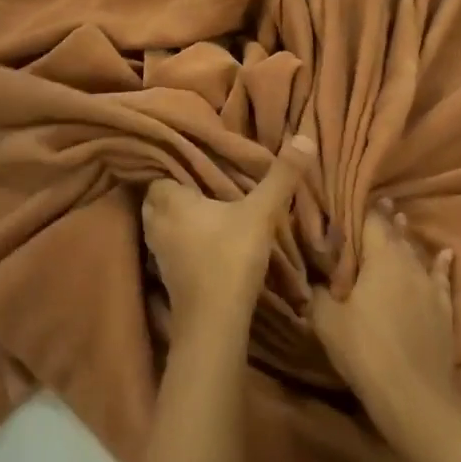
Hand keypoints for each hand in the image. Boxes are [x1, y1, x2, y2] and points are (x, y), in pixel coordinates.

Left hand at [141, 134, 314, 339]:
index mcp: (168, 199)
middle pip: (158, 196)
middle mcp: (155, 222)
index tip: (195, 156)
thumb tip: (304, 137)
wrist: (213, 324)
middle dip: (176, 189)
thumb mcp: (260, 213)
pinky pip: (169, 245)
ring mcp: (157, 251)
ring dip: (178, 216)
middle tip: (203, 180)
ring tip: (205, 207)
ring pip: (162, 222)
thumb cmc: (230, 258)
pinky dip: (182, 239)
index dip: (174, 163)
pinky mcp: (165, 275)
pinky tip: (204, 239)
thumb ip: (281, 176)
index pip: (159, 170)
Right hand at [311, 200, 458, 434]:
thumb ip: (316, 293)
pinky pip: (441, 277)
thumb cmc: (366, 351)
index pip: (370, 220)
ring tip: (400, 219)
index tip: (348, 198)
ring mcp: (429, 285)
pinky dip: (441, 264)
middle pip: (394, 232)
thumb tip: (310, 278)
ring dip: (405, 237)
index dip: (359, 208)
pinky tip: (447, 254)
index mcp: (380, 257)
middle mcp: (407, 262)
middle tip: (374, 204)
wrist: (416, 398)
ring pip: (415, 252)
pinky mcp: (443, 309)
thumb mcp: (327, 321)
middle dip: (383, 219)